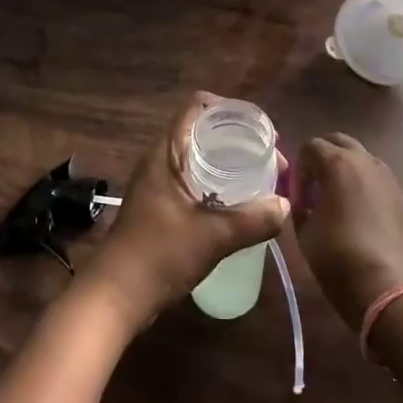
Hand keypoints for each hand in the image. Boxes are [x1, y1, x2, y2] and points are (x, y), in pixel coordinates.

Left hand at [76, 92, 289, 336]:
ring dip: (230, 163)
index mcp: (166, 153)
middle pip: (203, 131)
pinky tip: (241, 203)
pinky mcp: (162, 206)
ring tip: (263, 179)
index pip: (197, 107)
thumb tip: (286, 205)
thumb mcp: (212, 237)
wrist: (116, 295)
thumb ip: (252, 220)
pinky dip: (220, 183)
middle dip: (239, 140)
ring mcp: (160, 184)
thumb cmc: (159, 255)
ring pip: (200, 158)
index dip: (230, 109)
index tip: (260, 131)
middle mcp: (161, 160)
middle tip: (270, 160)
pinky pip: (196, 180)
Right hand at [293, 133, 402, 332]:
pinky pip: (377, 178)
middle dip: (322, 158)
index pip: (310, 146)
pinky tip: (358, 214)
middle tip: (313, 187)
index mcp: (338, 163)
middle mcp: (366, 161)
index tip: (296, 196)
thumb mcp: (304, 232)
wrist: (390, 289)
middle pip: (339, 142)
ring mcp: (388, 178)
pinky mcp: (402, 197)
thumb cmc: (339, 258)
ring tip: (336, 200)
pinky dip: (364, 185)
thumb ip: (299, 206)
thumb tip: (303, 201)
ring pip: (361, 158)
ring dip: (345, 169)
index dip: (298, 169)